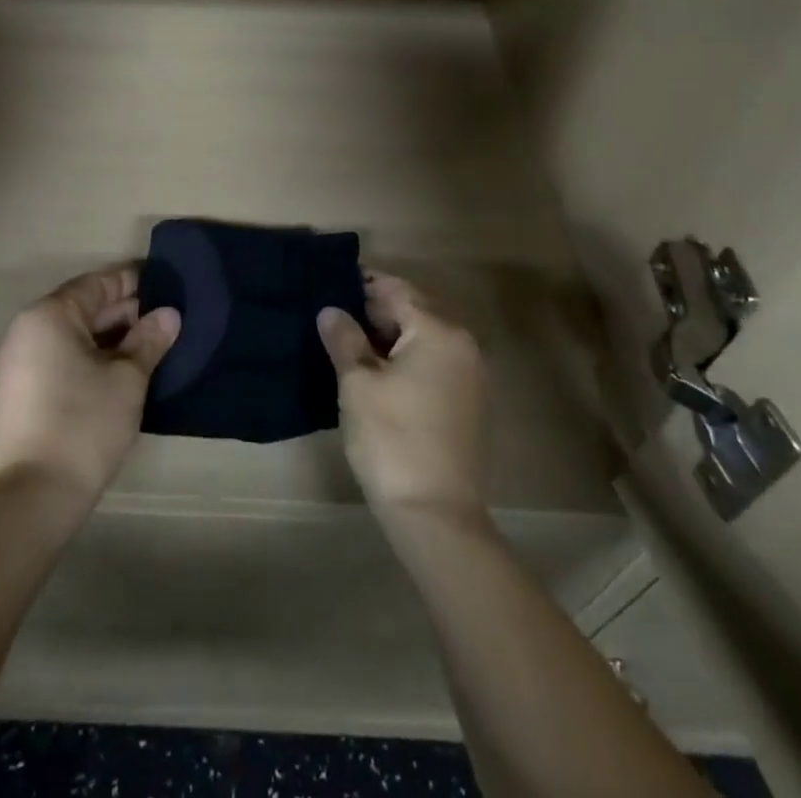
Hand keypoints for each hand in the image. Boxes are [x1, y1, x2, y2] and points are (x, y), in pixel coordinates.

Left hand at [0, 266, 180, 503]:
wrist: (35, 495)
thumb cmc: (84, 422)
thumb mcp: (128, 378)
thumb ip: (149, 339)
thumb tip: (169, 315)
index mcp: (50, 315)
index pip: (98, 283)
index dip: (134, 282)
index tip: (166, 285)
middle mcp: (28, 330)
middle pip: (83, 306)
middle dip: (124, 311)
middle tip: (164, 318)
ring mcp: (19, 362)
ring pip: (72, 334)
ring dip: (109, 336)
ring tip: (149, 344)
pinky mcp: (21, 391)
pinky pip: (61, 356)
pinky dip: (90, 355)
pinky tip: (121, 370)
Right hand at [317, 271, 487, 523]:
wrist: (435, 515)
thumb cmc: (392, 438)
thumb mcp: (357, 382)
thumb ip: (344, 338)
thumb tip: (331, 310)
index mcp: (439, 331)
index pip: (396, 290)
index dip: (361, 287)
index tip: (329, 290)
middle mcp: (463, 344)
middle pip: (413, 311)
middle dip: (374, 312)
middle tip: (334, 322)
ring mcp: (471, 376)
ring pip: (423, 339)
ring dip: (389, 338)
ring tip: (349, 348)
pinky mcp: (469, 404)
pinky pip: (434, 364)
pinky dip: (407, 361)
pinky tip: (378, 377)